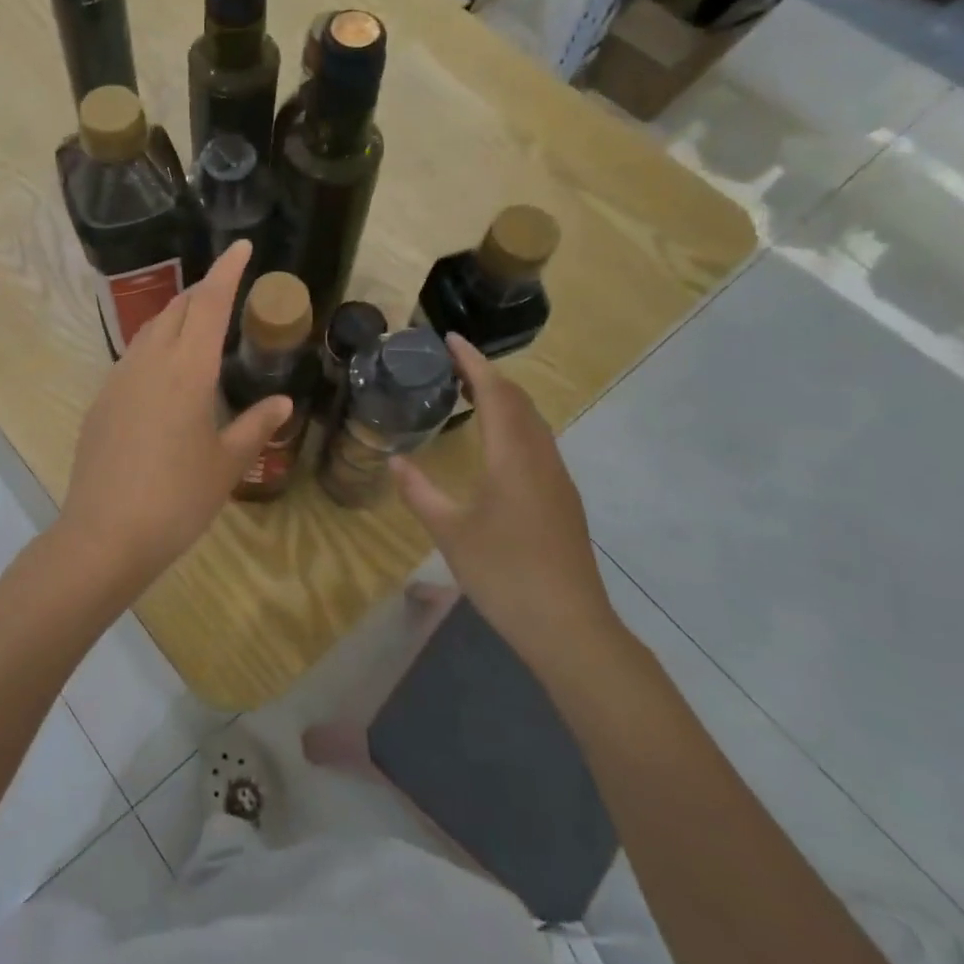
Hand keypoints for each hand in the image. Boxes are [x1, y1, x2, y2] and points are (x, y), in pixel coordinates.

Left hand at [57, 241, 291, 590]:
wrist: (106, 535)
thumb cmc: (177, 499)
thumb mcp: (226, 464)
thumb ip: (255, 426)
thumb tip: (282, 402)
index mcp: (187, 370)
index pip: (209, 303)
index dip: (227, 271)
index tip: (242, 247)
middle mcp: (149, 362)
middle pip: (176, 308)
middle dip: (202, 291)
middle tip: (227, 292)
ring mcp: (118, 380)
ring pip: (150, 330)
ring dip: (176, 318)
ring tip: (198, 328)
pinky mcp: (101, 402)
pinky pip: (133, 358)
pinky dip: (156, 348)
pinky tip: (166, 376)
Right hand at [391, 334, 620, 666]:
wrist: (569, 625)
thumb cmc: (505, 573)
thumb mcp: (450, 532)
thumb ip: (420, 492)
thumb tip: (394, 461)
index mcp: (513, 457)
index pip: (495, 392)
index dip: (472, 361)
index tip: (449, 338)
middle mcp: (540, 458)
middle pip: (518, 400)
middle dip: (488, 374)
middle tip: (452, 362)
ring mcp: (557, 479)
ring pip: (532, 421)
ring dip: (504, 398)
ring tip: (471, 392)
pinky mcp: (562, 499)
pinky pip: (537, 442)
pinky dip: (514, 423)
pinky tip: (496, 442)